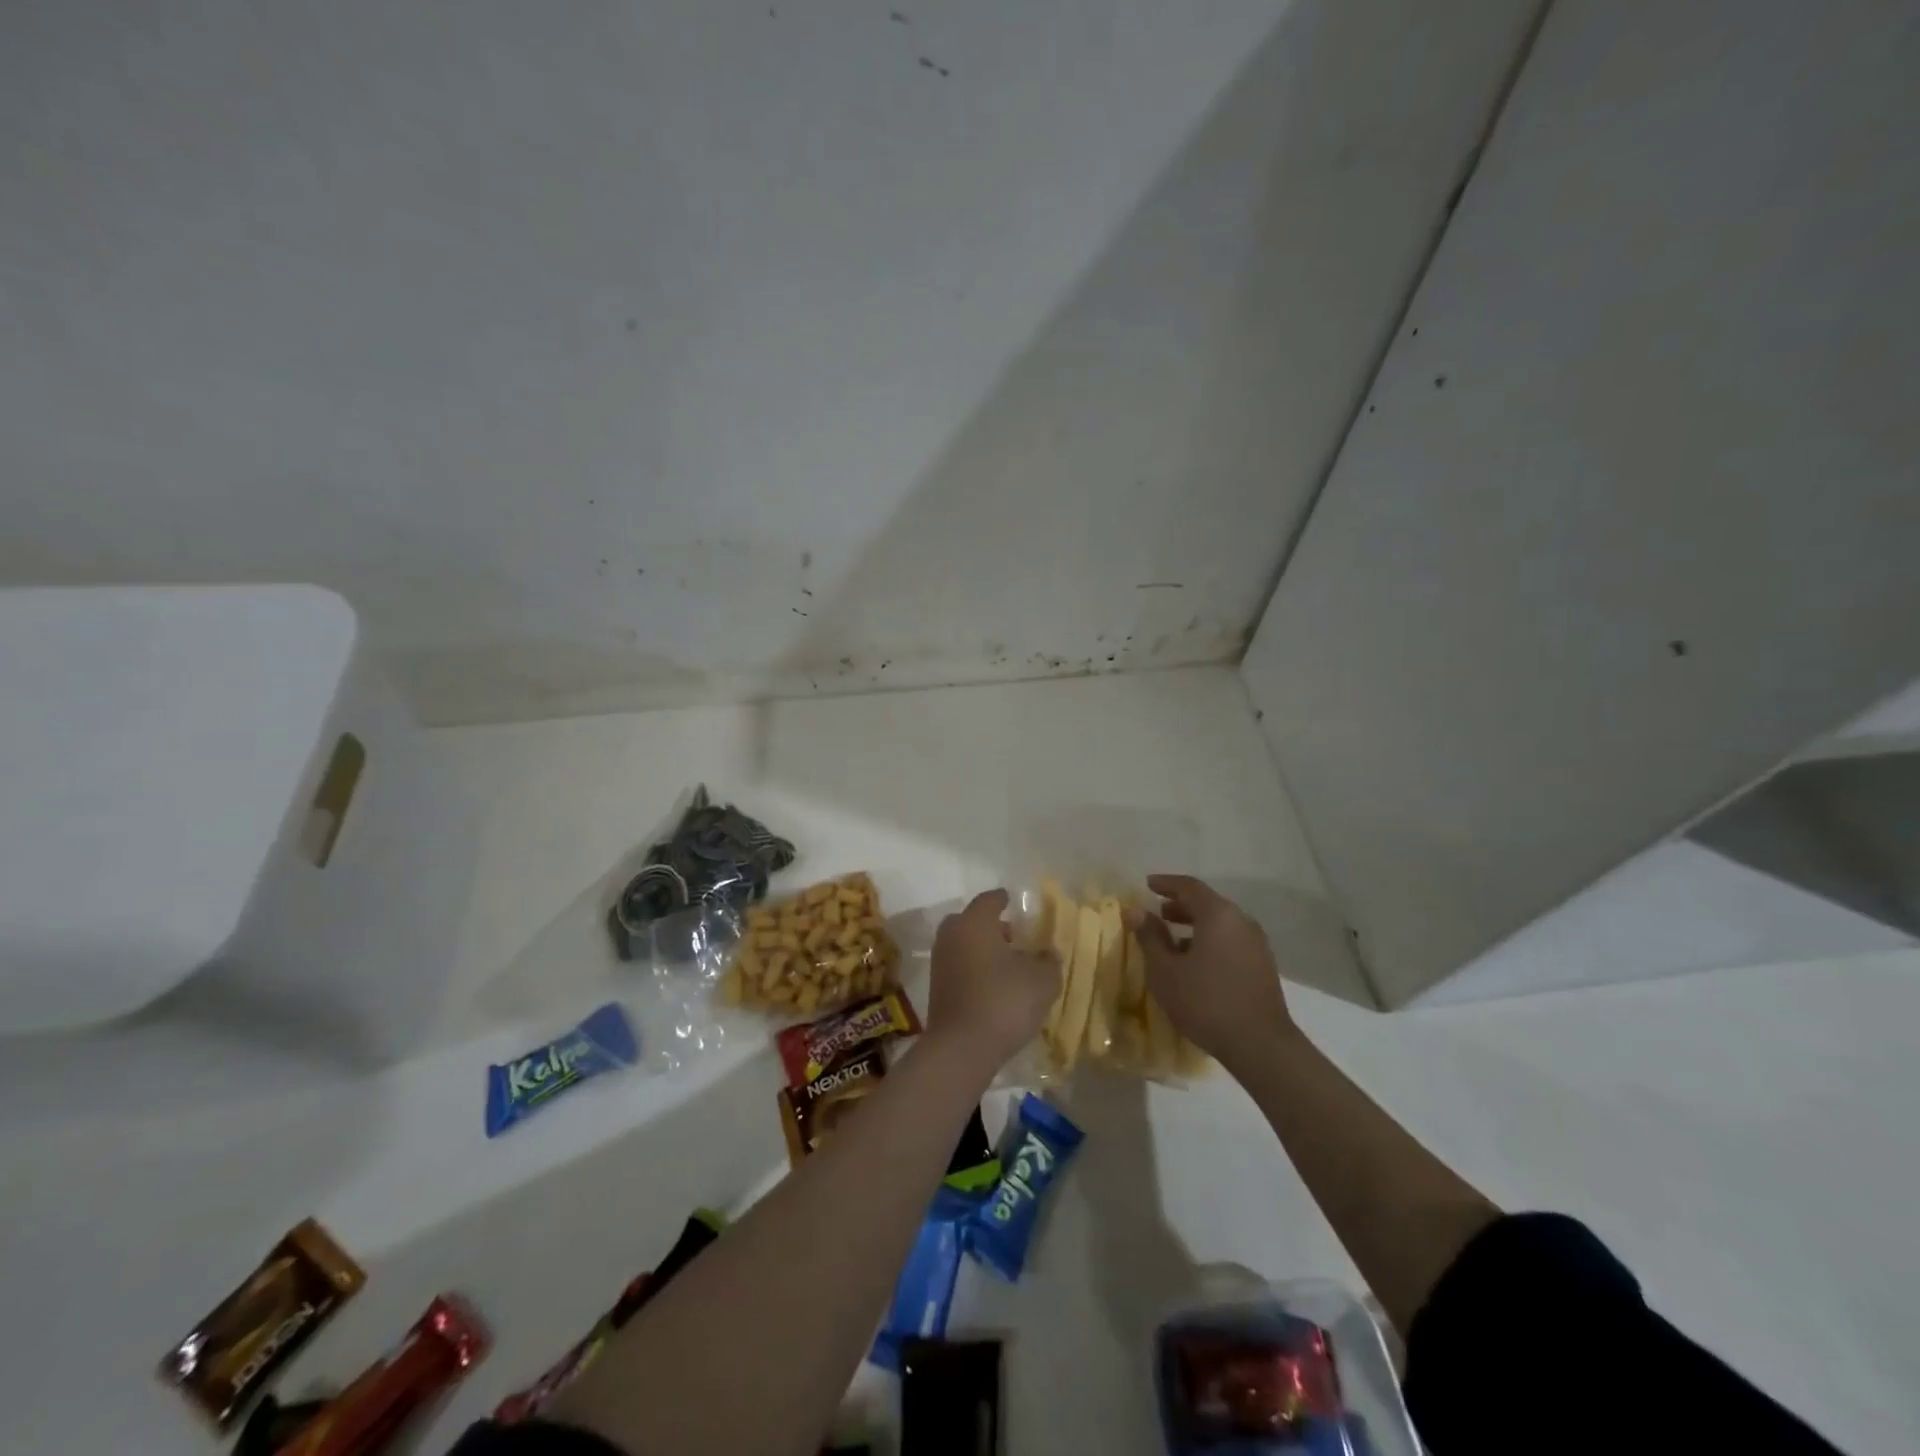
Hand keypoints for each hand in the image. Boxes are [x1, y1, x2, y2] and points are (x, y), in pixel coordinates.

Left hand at [925, 889, 1060, 1069]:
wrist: (961, 1048)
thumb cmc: (1004, 1001)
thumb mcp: (1042, 980)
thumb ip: (1048, 960)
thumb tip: (1047, 952)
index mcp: (975, 922)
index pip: (989, 900)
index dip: (1004, 899)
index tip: (1015, 901)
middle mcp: (952, 934)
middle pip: (972, 921)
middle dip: (993, 926)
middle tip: (1015, 936)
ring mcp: (940, 961)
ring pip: (964, 944)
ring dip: (983, 949)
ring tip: (1009, 964)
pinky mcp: (937, 987)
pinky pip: (959, 966)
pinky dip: (975, 968)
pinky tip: (994, 985)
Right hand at [1128, 874, 1296, 1073]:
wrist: (1260, 1045)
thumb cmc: (1205, 1002)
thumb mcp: (1165, 970)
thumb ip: (1150, 937)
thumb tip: (1136, 910)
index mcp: (1218, 915)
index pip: (1189, 886)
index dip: (1166, 883)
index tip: (1147, 885)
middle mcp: (1241, 921)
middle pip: (1208, 903)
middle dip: (1180, 905)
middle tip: (1158, 913)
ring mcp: (1256, 944)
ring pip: (1221, 924)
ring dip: (1195, 925)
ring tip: (1173, 941)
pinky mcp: (1263, 965)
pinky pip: (1231, 941)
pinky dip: (1211, 941)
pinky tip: (1196, 963)